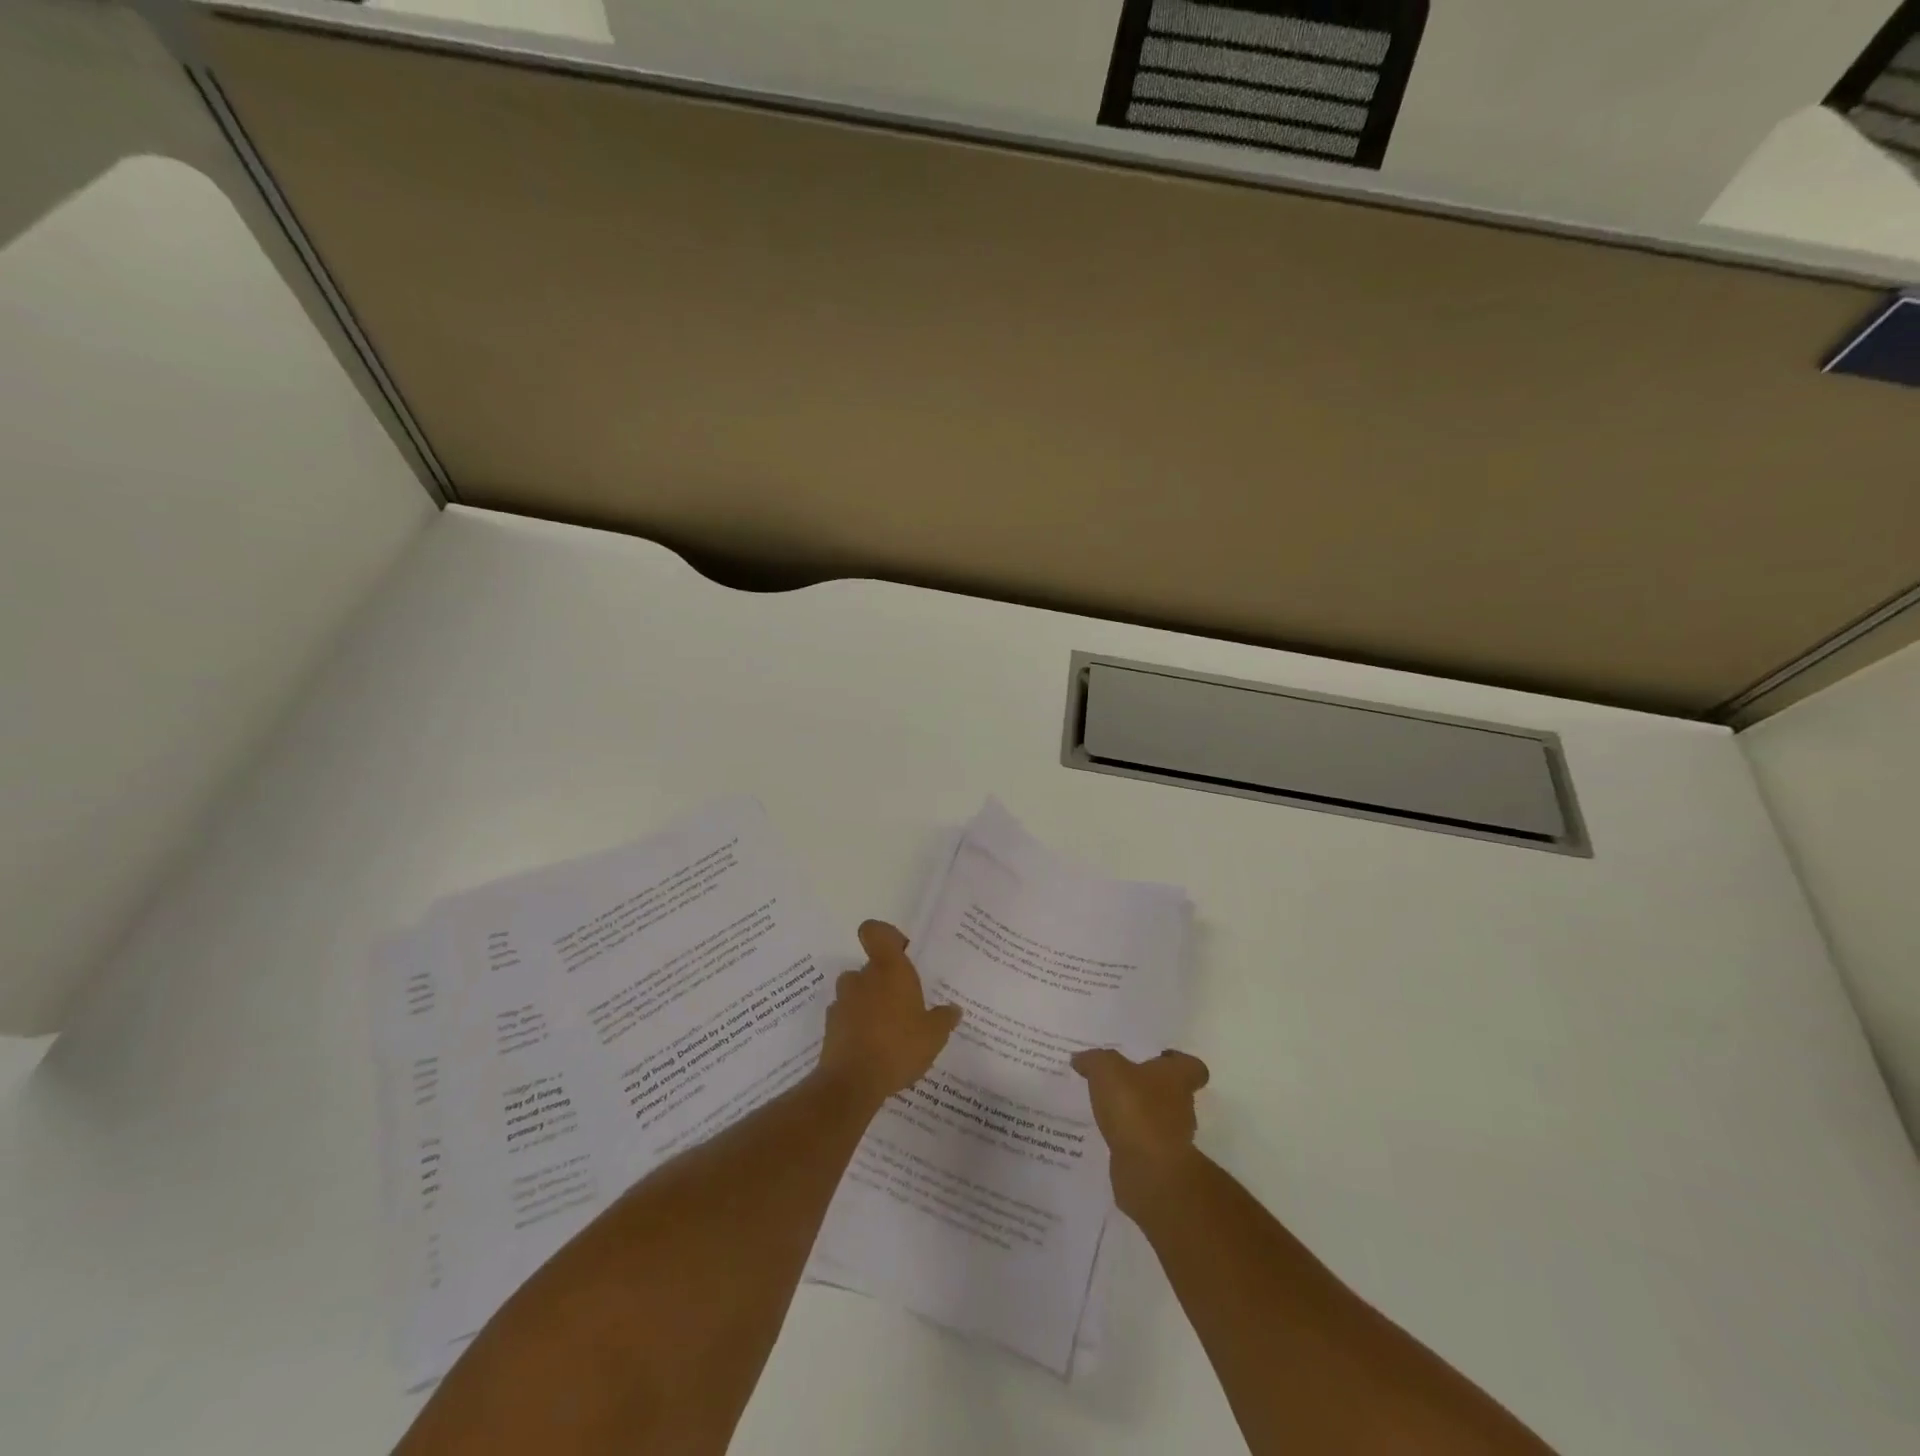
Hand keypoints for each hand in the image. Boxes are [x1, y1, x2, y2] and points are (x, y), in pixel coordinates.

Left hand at [817, 921, 961, 1106]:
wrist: (852, 1082)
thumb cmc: (898, 1046)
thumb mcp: (934, 1035)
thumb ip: (944, 1019)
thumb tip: (953, 1009)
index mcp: (889, 969)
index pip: (875, 931)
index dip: (885, 935)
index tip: (901, 952)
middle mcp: (862, 978)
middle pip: (870, 967)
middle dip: (884, 983)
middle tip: (904, 1006)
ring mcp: (842, 1001)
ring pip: (857, 992)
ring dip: (869, 1004)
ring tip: (888, 1030)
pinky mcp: (830, 1026)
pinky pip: (847, 1017)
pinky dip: (857, 1026)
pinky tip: (872, 1048)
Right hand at [1071, 1047, 1210, 1216]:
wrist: (1148, 1170)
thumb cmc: (1135, 1108)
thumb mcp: (1106, 1070)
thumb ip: (1094, 1060)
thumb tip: (1080, 1059)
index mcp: (1177, 1078)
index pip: (1192, 1066)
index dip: (1177, 1062)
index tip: (1157, 1058)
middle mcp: (1182, 1106)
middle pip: (1173, 1093)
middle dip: (1150, 1088)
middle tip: (1122, 1081)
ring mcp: (1173, 1138)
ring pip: (1157, 1119)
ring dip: (1138, 1115)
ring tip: (1109, 1108)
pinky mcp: (1158, 1163)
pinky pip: (1143, 1143)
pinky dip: (1129, 1139)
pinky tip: (1107, 1133)